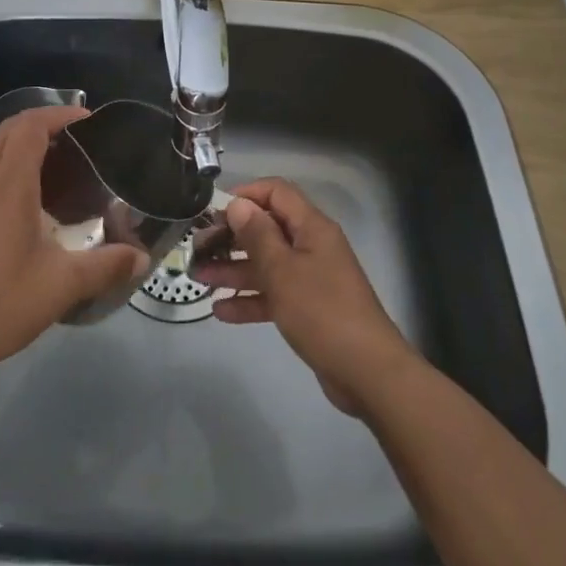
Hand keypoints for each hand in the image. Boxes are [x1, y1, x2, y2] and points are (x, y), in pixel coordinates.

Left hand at [0, 106, 149, 391]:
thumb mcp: (59, 287)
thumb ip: (105, 267)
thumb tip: (141, 260)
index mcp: (7, 185)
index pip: (30, 125)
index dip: (59, 114)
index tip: (86, 120)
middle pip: (6, 132)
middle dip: (40, 125)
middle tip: (73, 144)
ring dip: (16, 151)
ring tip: (47, 176)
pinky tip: (9, 216)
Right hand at [191, 177, 417, 416]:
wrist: (366, 372)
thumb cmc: (322, 311)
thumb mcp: (283, 270)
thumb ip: (257, 235)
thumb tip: (238, 204)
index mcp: (312, 227)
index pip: (276, 193)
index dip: (246, 195)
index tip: (214, 211)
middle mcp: (312, 246)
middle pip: (267, 229)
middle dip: (232, 236)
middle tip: (198, 249)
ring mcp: (311, 278)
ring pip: (266, 264)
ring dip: (234, 269)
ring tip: (199, 278)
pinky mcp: (308, 309)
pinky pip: (273, 295)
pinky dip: (249, 299)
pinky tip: (220, 311)